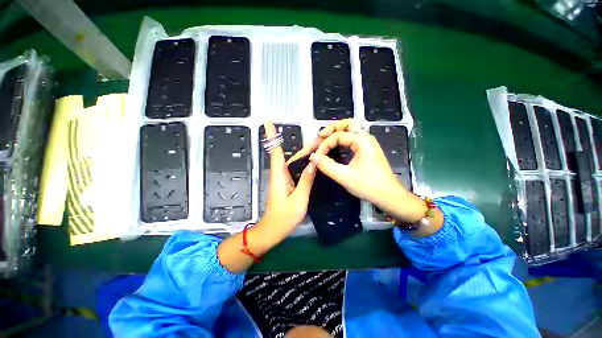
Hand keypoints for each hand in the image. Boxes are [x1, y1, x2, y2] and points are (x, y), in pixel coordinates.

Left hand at [262, 121, 316, 235]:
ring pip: (292, 162)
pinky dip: (303, 164)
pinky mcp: (286, 184)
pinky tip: (313, 162)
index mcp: (279, 175)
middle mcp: (279, 174)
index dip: (271, 135)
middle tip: (317, 138)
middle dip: (300, 145)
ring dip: (303, 153)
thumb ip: (306, 180)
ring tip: (319, 146)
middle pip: (287, 154)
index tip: (267, 121)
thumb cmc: (284, 217)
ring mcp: (283, 179)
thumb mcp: (299, 199)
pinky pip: (295, 170)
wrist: (273, 230)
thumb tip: (314, 162)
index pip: (274, 150)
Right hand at [290, 119, 400, 204]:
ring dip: (337, 131)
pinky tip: (335, 145)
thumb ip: (327, 166)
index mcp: (362, 141)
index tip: (316, 157)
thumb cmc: (369, 186)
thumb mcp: (345, 177)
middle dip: (331, 129)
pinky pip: (352, 138)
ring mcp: (367, 143)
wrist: (389, 196)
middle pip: (346, 124)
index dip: (324, 145)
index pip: (337, 136)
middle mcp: (365, 137)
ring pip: (350, 129)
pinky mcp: (367, 150)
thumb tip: (313, 157)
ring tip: (325, 138)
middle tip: (319, 137)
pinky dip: (342, 138)